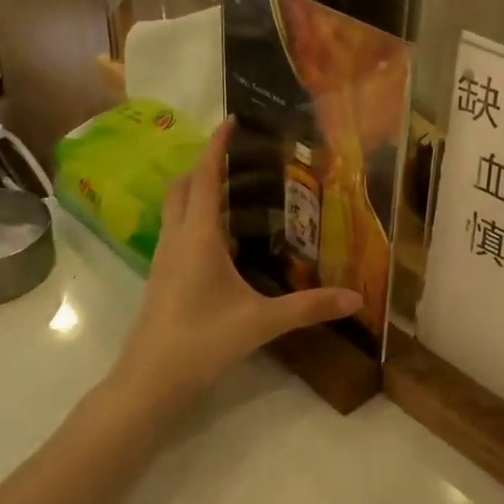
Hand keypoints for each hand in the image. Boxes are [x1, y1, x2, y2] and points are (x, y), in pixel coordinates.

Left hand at [112, 119, 361, 424]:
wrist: (148, 382)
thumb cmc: (201, 342)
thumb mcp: (261, 322)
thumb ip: (309, 307)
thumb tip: (356, 298)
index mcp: (198, 236)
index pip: (205, 176)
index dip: (216, 145)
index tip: (232, 120)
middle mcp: (176, 238)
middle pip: (183, 185)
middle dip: (206, 164)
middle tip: (241, 158)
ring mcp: (163, 258)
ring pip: (176, 208)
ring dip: (198, 190)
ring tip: (237, 190)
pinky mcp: (161, 277)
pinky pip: (177, 231)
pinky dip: (195, 218)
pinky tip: (222, 238)